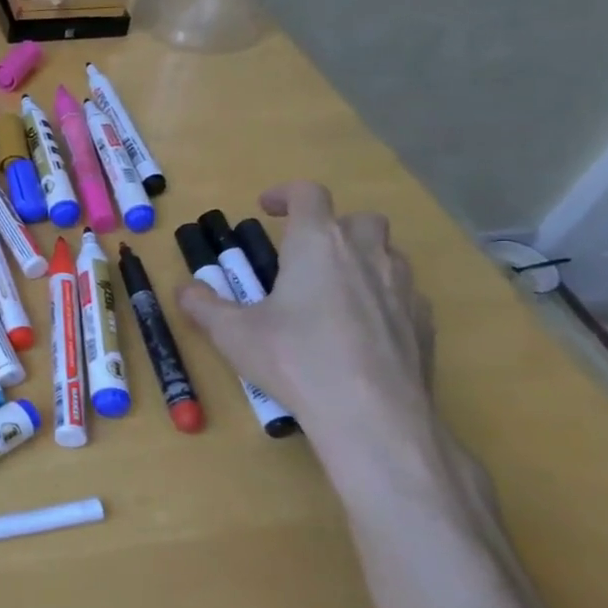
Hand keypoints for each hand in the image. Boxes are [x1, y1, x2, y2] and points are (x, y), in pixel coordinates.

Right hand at [177, 181, 434, 439]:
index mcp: (317, 245)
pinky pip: (404, 294)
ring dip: (361, 260)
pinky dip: (382, 299)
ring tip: (332, 293)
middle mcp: (366, 254)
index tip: (267, 208)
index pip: (308, 194)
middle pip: (358, 218)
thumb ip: (203, 306)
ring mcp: (402, 287)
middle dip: (332, 226)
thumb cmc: (294, 360)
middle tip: (305, 255)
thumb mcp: (232, 334)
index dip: (285, 194)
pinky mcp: (423, 322)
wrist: (371, 414)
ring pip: (387, 254)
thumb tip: (185, 289)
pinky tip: (361, 331)